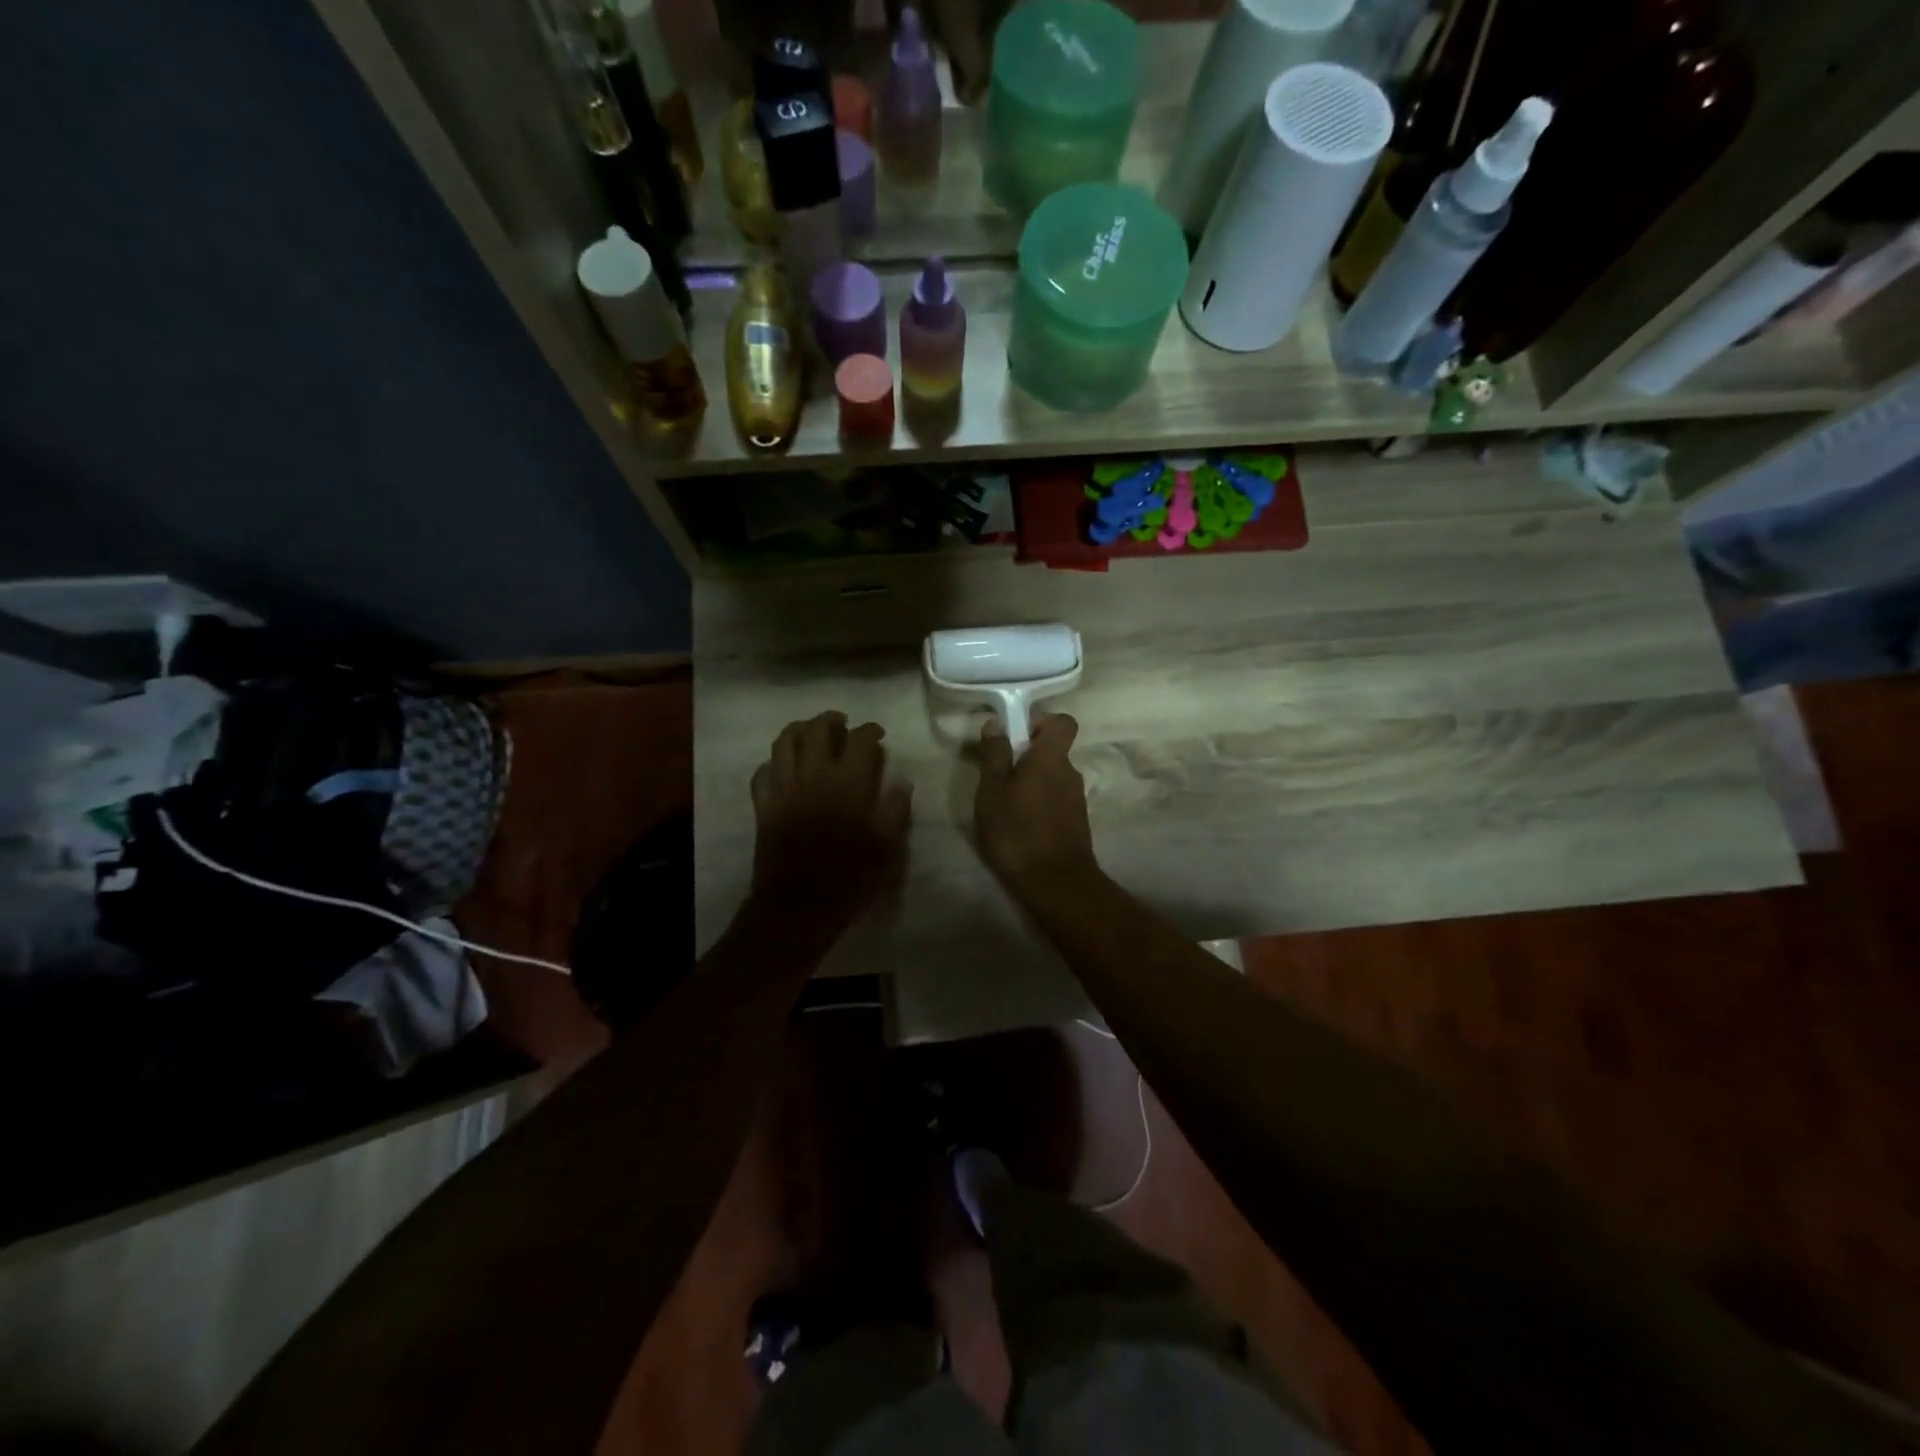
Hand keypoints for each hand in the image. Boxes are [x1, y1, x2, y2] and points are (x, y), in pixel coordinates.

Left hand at [750, 712, 910, 930]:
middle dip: (831, 720)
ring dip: (799, 730)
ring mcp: (784, 788)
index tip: (878, 734)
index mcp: (849, 783)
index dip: (871, 730)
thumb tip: (901, 780)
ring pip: (784, 742)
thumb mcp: (887, 847)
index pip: (860, 739)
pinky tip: (784, 767)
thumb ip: (896, 809)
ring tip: (810, 733)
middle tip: (842, 724)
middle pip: (817, 730)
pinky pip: (762, 772)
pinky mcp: (764, 805)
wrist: (799, 907)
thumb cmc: (850, 878)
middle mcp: (814, 776)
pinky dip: (774, 763)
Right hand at [973, 713, 1099, 902]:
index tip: (1018, 736)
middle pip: (1054, 752)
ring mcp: (1077, 800)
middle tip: (999, 776)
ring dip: (1032, 784)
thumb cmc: (1018, 831)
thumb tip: (996, 722)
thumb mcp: (993, 790)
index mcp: (1051, 758)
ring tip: (1005, 807)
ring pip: (1053, 778)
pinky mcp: (1077, 824)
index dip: (1042, 722)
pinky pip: (1056, 801)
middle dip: (1028, 758)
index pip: (1063, 722)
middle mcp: (1071, 773)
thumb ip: (994, 754)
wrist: (1057, 883)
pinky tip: (1021, 827)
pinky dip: (1040, 805)